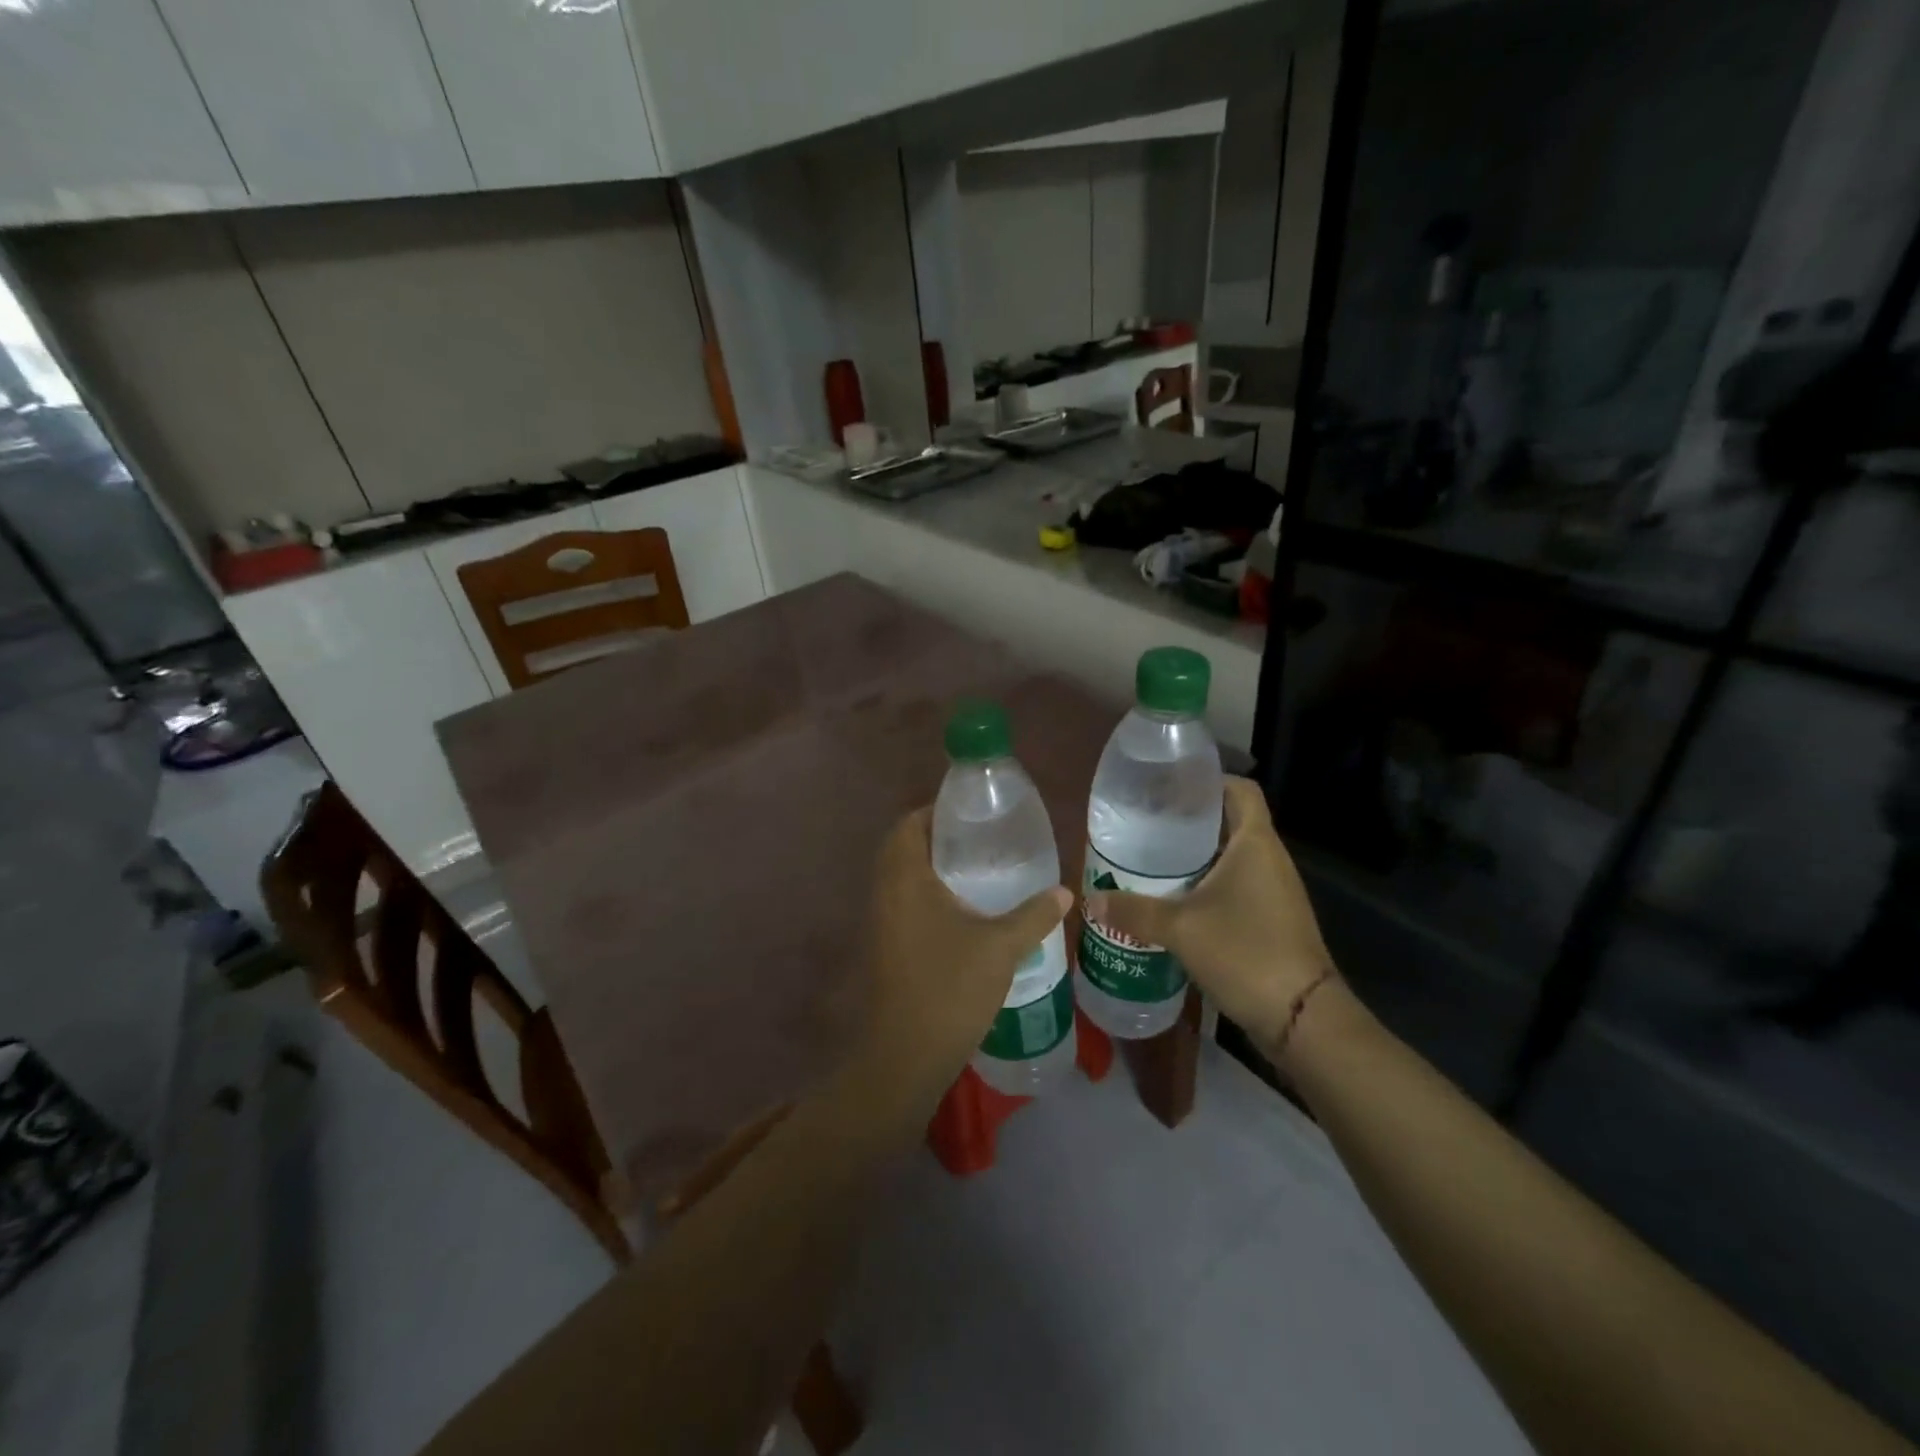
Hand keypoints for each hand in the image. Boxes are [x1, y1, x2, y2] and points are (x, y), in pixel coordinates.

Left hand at [852, 807, 1070, 1112]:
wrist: (904, 1058)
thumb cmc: (949, 989)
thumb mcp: (1000, 948)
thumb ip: (1033, 915)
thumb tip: (1064, 892)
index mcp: (905, 879)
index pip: (908, 825)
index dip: (935, 812)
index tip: (972, 815)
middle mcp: (884, 893)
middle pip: (904, 849)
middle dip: (939, 840)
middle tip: (981, 843)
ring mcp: (880, 923)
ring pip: (902, 879)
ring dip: (933, 870)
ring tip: (979, 873)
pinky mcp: (885, 948)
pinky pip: (903, 905)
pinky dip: (928, 898)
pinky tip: (964, 915)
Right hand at [1085, 777, 1336, 1064]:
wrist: (1301, 1017)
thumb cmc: (1245, 952)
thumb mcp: (1180, 928)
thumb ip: (1134, 911)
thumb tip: (1091, 901)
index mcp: (1255, 843)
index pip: (1239, 789)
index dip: (1208, 781)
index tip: (1169, 787)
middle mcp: (1270, 859)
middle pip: (1230, 822)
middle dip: (1190, 821)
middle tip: (1146, 824)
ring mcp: (1274, 891)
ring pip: (1231, 857)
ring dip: (1196, 857)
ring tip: (1152, 860)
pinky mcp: (1272, 920)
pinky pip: (1236, 887)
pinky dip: (1207, 886)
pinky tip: (1174, 901)